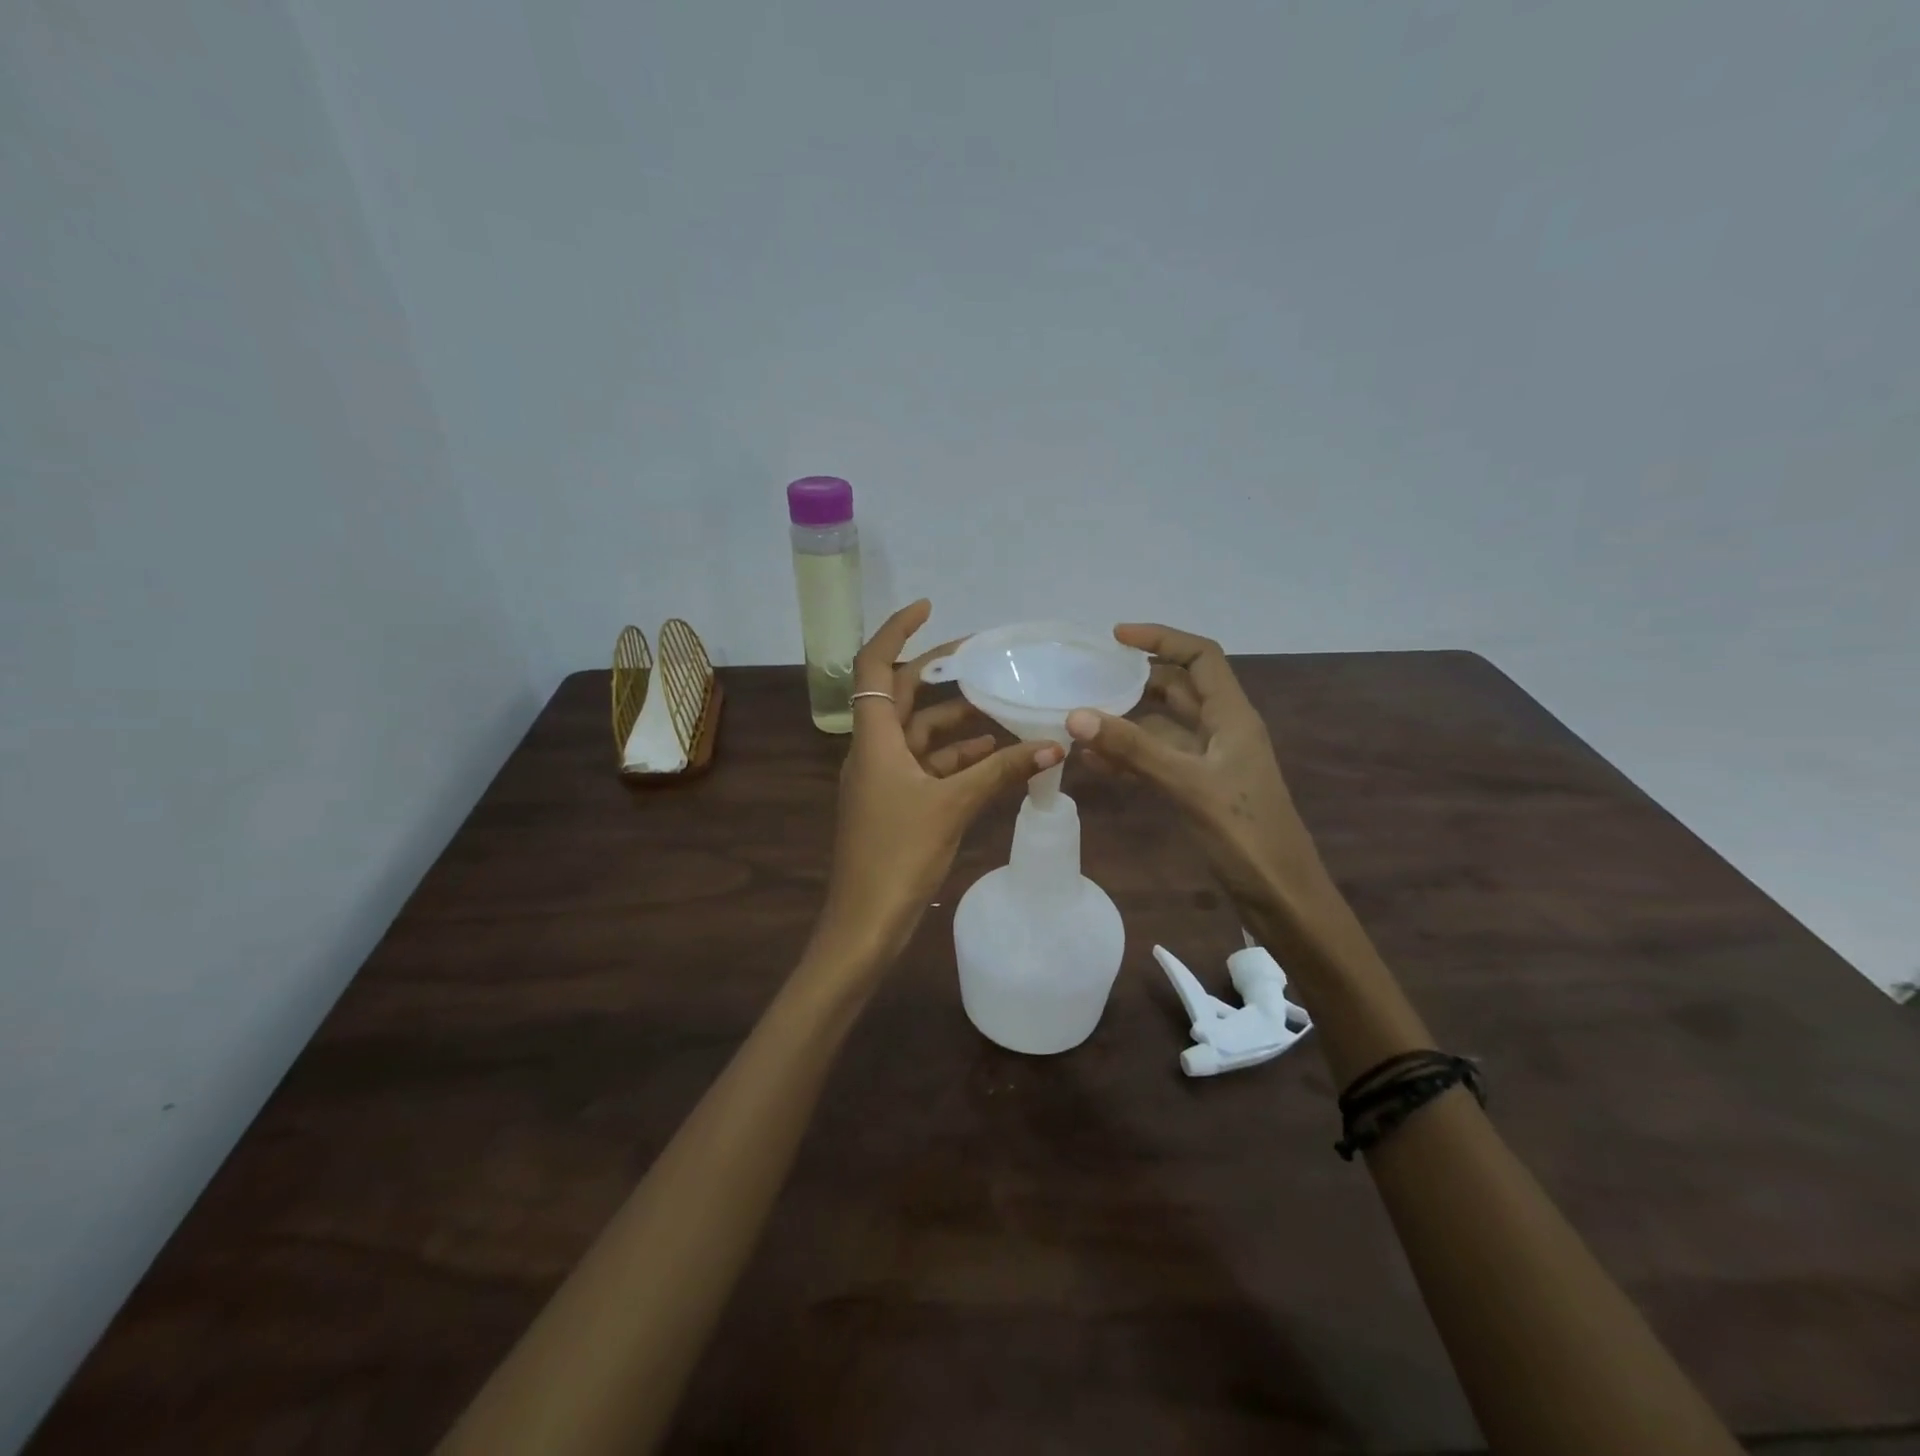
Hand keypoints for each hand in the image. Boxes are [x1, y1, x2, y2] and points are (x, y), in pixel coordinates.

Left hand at [813, 601, 1062, 969]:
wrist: (865, 923)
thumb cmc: (898, 855)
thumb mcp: (953, 806)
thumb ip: (1002, 771)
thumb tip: (1055, 743)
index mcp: (874, 739)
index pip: (875, 666)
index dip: (898, 631)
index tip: (930, 608)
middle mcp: (874, 750)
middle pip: (902, 696)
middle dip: (938, 673)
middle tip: (981, 657)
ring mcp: (883, 779)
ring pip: (920, 735)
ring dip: (956, 722)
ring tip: (1001, 707)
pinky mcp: (895, 804)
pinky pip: (927, 767)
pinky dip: (956, 758)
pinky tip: (993, 755)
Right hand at [1067, 624, 1338, 934]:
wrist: (1280, 896)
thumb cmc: (1244, 834)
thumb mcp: (1187, 784)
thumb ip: (1133, 749)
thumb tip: (1076, 715)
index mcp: (1232, 716)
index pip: (1200, 657)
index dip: (1162, 639)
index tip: (1116, 637)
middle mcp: (1222, 730)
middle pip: (1178, 688)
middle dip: (1137, 679)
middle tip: (1090, 677)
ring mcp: (1211, 761)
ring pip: (1164, 726)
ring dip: (1127, 721)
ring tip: (1082, 721)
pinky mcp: (1200, 789)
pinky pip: (1160, 760)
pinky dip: (1130, 756)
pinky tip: (1096, 764)